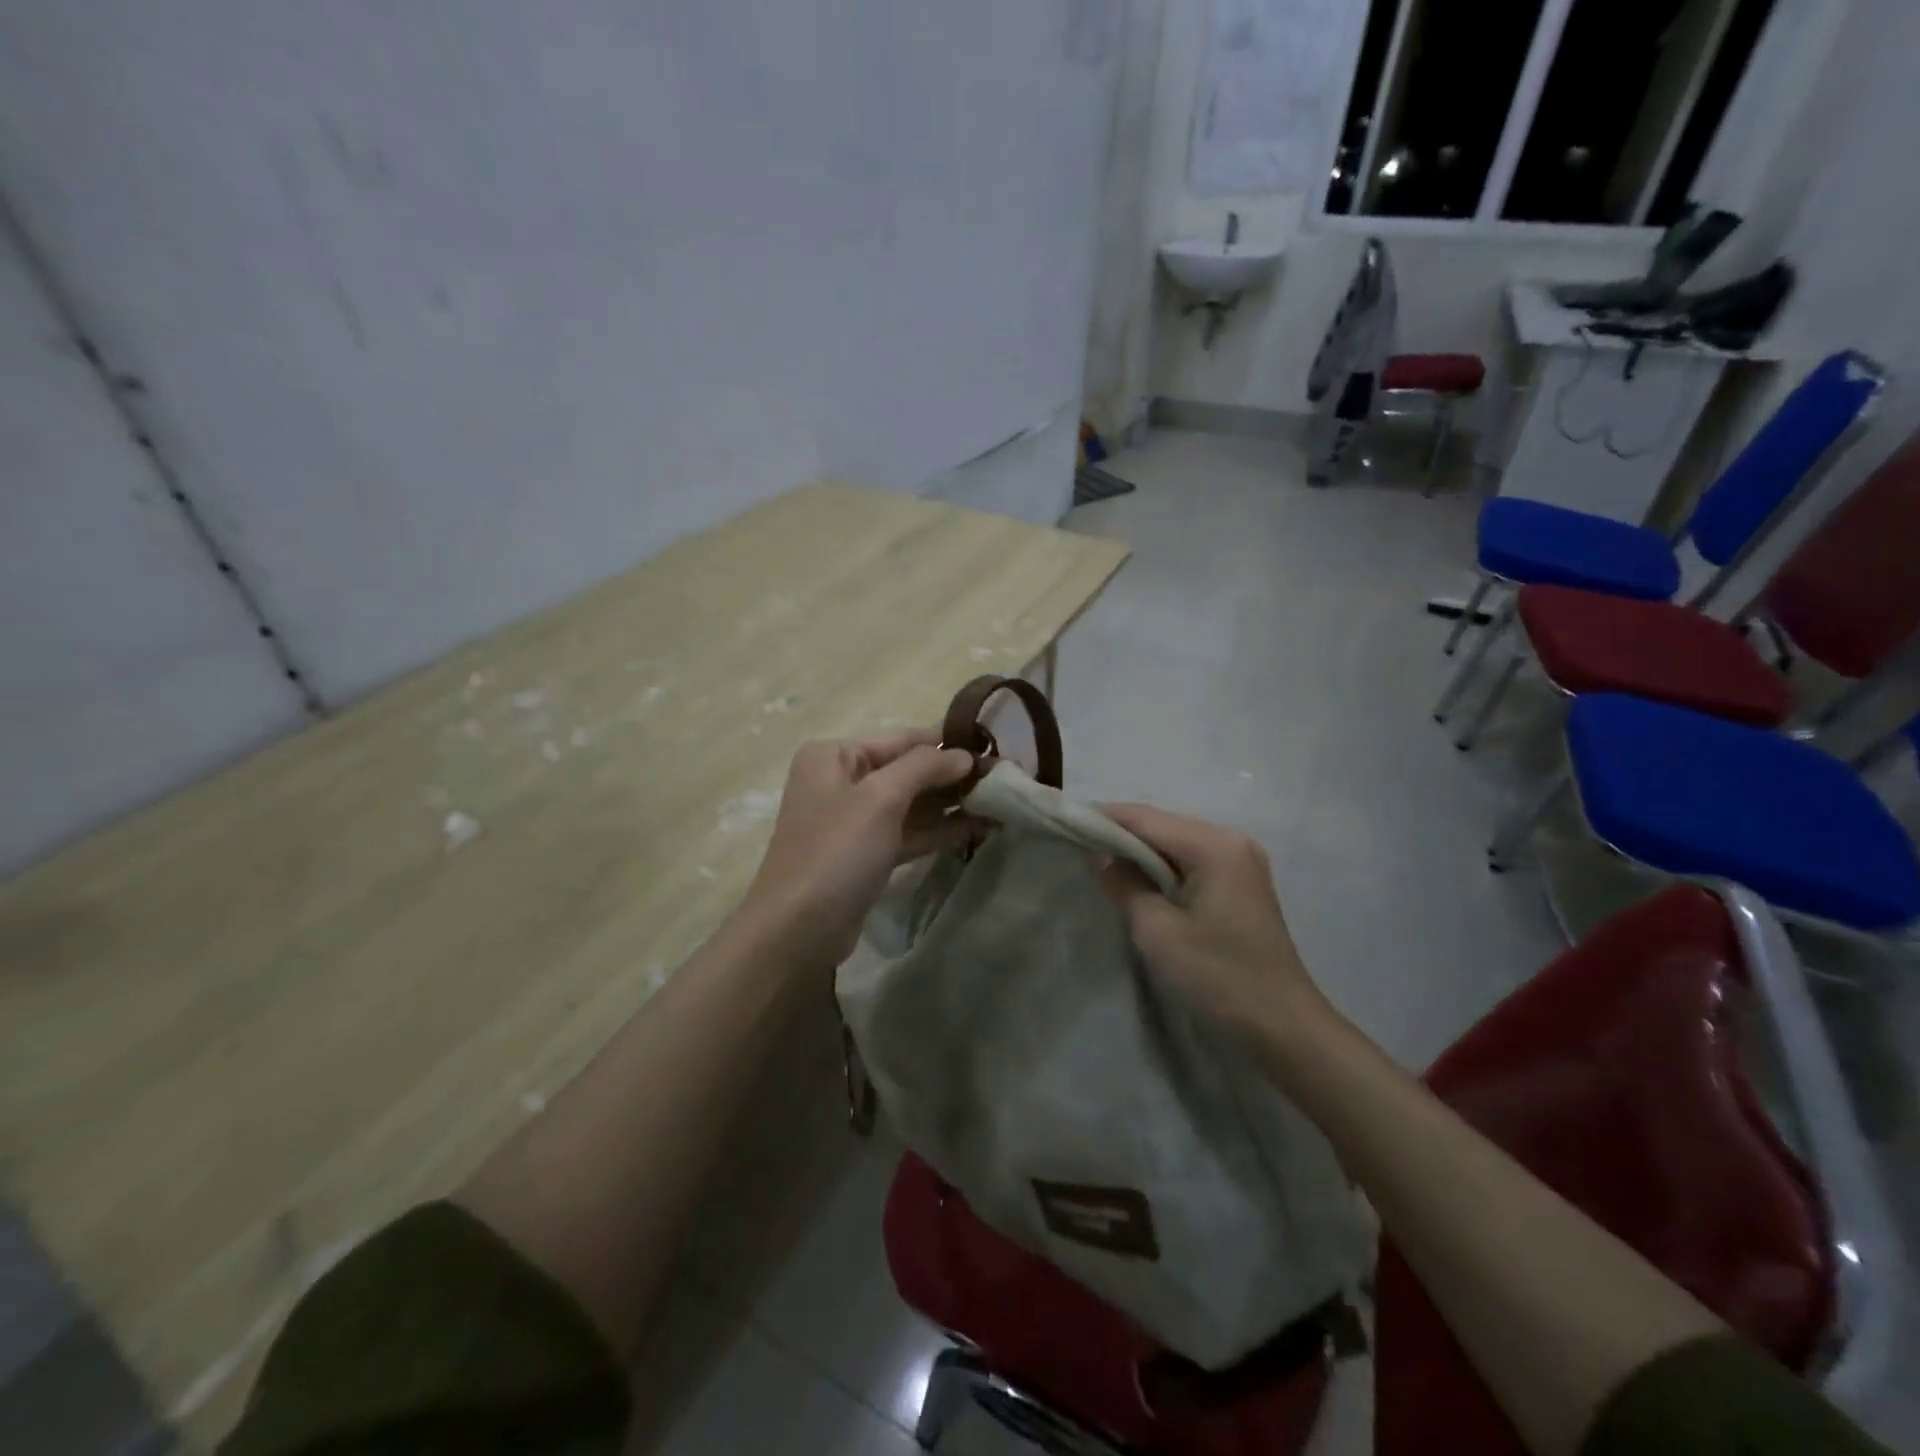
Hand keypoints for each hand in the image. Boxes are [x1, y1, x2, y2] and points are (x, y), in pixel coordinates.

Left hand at [739, 730, 977, 968]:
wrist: (798, 930)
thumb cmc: (837, 851)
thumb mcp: (881, 798)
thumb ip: (924, 767)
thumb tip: (964, 754)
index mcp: (835, 755)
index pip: (903, 739)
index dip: (947, 743)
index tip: (994, 749)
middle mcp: (842, 780)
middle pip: (908, 770)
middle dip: (952, 776)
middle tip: (1003, 779)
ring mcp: (853, 819)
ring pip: (911, 803)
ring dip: (951, 804)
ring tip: (999, 802)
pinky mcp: (866, 854)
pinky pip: (908, 832)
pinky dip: (938, 830)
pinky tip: (977, 828)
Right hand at [1097, 804, 1333, 1044]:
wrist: (1283, 1028)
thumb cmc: (1218, 976)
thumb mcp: (1157, 931)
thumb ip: (1124, 884)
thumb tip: (1101, 856)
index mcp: (1214, 845)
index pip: (1145, 818)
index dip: (1103, 818)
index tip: (1065, 824)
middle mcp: (1231, 841)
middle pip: (1161, 825)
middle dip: (1119, 835)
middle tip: (1077, 848)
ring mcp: (1240, 862)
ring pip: (1175, 844)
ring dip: (1139, 853)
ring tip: (1098, 864)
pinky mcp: (1241, 885)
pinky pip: (1190, 863)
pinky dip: (1161, 869)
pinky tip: (1137, 883)